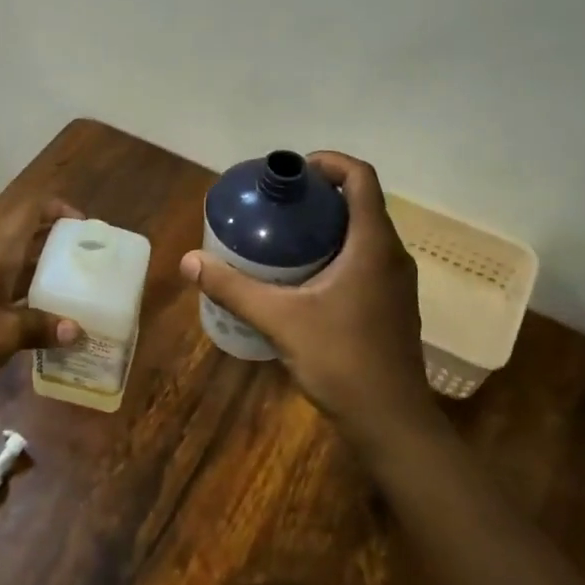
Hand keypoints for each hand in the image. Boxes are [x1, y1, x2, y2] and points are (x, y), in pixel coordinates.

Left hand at [0, 196, 83, 410]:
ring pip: (14, 266)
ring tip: (74, 292)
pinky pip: (1, 291)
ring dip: (41, 274)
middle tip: (88, 265)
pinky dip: (23, 298)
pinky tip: (42, 321)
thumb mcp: (4, 334)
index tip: (84, 228)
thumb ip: (41, 328)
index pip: (30, 211)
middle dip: (56, 245)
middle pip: (25, 237)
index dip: (58, 209)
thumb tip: (76, 330)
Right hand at [181, 152, 433, 440]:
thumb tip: (189, 262)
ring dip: (326, 226)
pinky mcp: (391, 305)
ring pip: (362, 234)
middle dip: (318, 196)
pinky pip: (363, 260)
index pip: (361, 177)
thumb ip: (234, 288)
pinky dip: (334, 253)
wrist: (391, 422)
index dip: (329, 162)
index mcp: (373, 245)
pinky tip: (301, 278)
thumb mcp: (280, 320)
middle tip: (276, 205)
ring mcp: (396, 282)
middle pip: (360, 203)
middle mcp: (391, 255)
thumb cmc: (342, 361)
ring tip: (282, 237)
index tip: (292, 172)